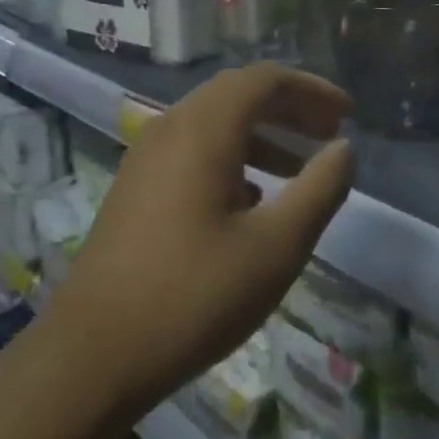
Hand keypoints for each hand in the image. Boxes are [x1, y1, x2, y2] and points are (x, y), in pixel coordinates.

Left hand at [49, 64, 355, 418]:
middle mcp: (170, 129)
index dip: (311, 90)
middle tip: (329, 131)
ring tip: (300, 165)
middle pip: (238, 94)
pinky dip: (233, 156)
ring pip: (214, 122)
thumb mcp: (276, 247)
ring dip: (263, 133)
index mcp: (203, 130)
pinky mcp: (135, 189)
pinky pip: (193, 150)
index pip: (264, 80)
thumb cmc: (193, 297)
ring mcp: (145, 159)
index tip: (347, 114)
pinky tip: (253, 199)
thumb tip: (344, 149)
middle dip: (289, 106)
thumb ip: (320, 189)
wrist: (91, 357)